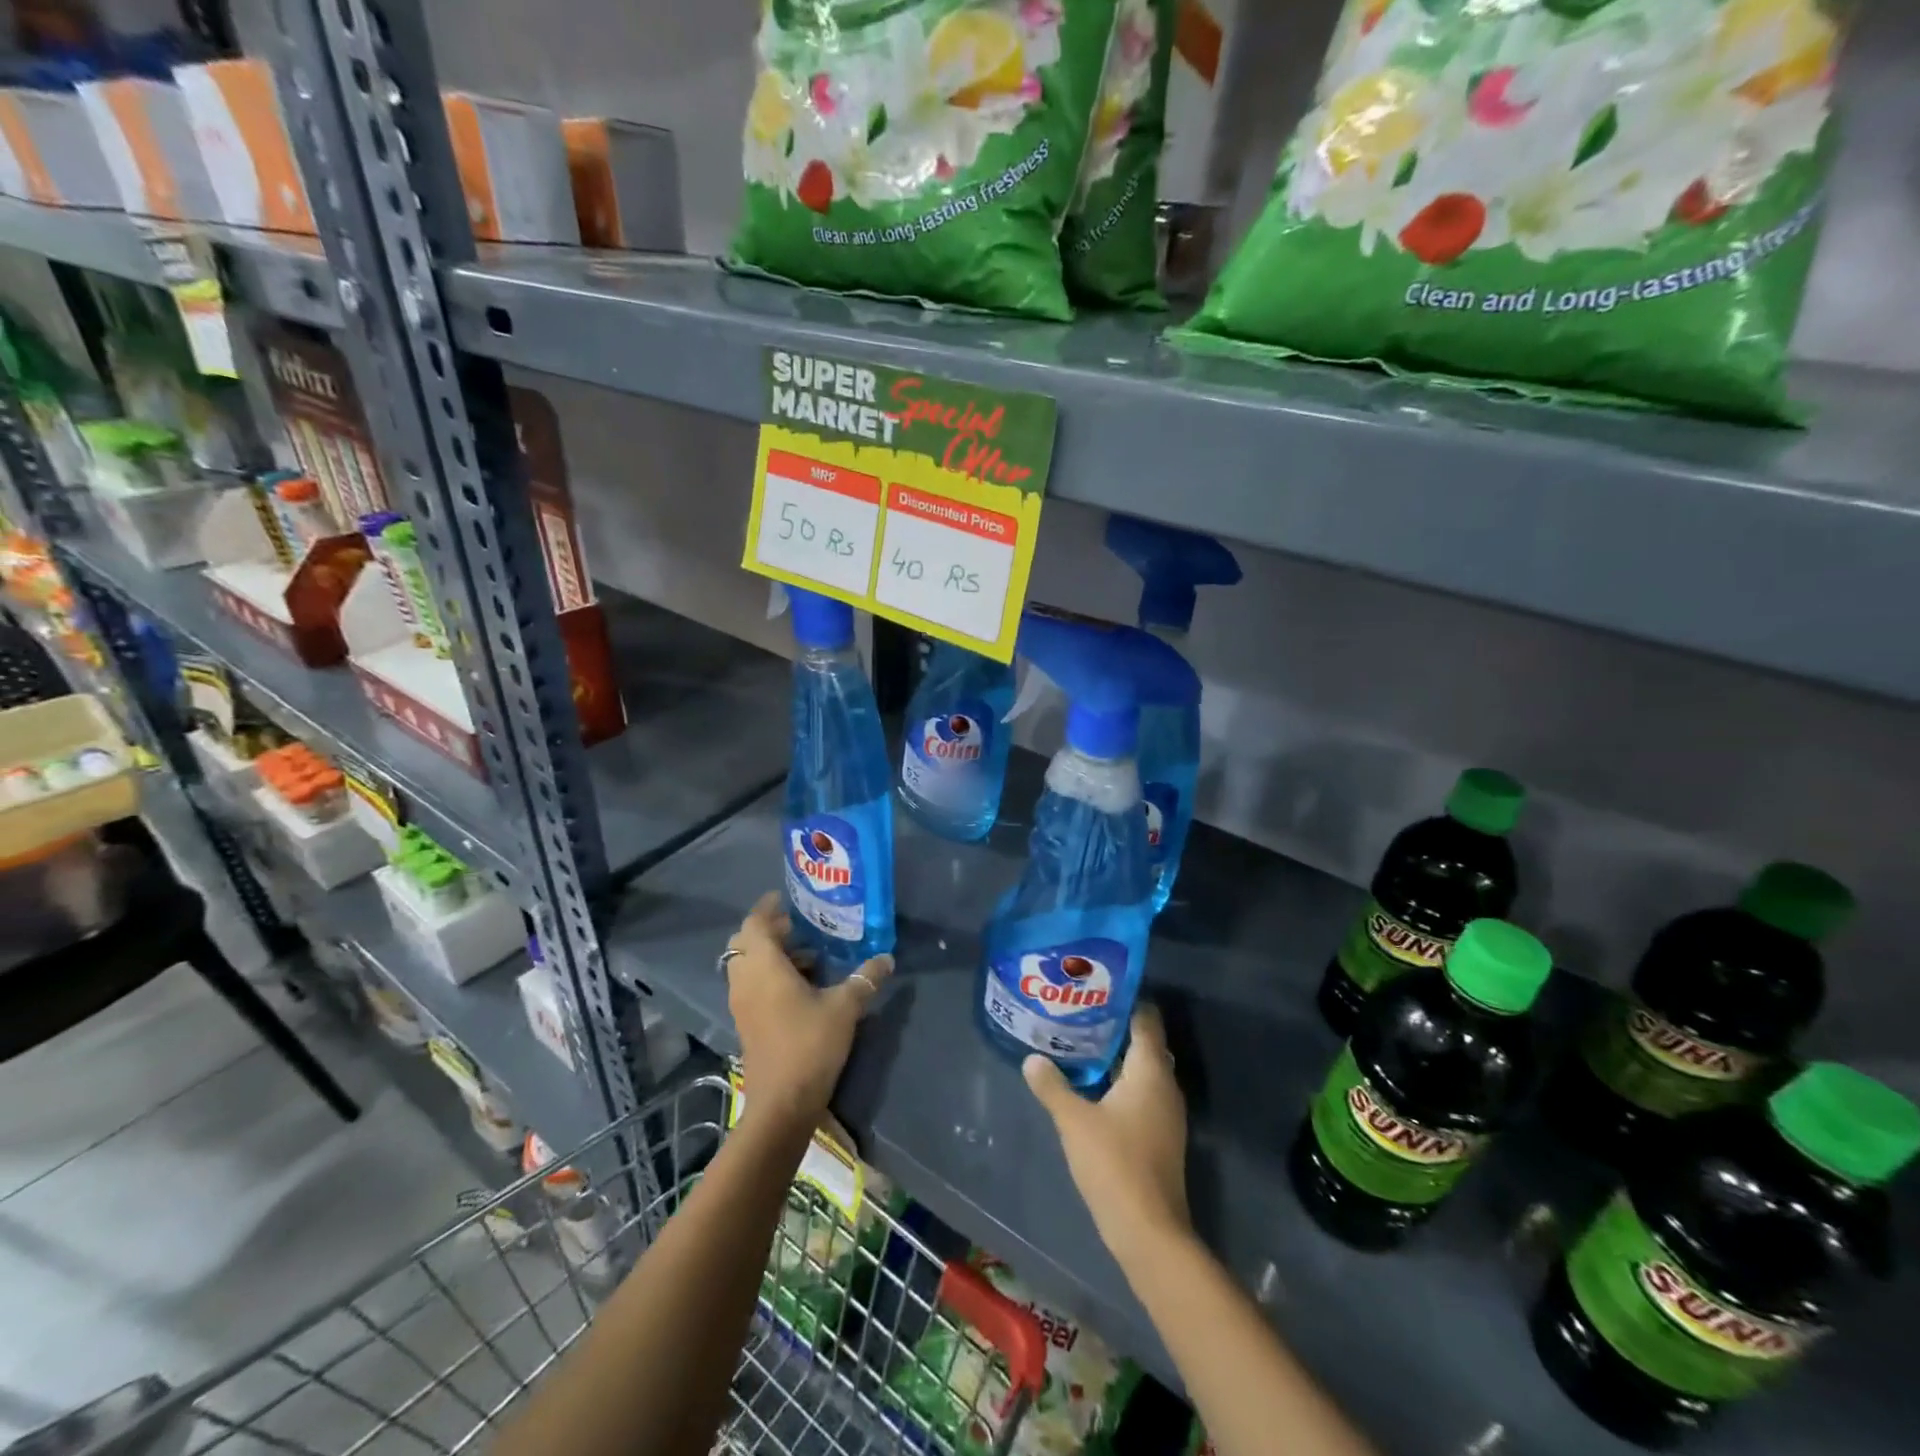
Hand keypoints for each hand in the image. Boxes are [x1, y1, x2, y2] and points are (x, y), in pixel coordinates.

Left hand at [726, 892, 892, 1131]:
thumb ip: (866, 978)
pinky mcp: (746, 1022)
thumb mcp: (845, 1007)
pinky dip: (769, 975)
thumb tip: (887, 958)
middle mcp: (745, 979)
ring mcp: (742, 1003)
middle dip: (769, 931)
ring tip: (809, 955)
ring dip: (770, 955)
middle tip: (799, 926)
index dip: (767, 908)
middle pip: (745, 942)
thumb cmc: (809, 1044)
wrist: (782, 1103)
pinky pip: (751, 985)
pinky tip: (801, 985)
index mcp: (763, 966)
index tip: (786, 897)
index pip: (754, 924)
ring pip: (747, 965)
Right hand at [1025, 1006, 1191, 1267]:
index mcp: (1150, 1069)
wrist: (1149, 1231)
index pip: (1145, 1018)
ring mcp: (1165, 1111)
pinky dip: (1119, 1082)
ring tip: (1078, 1042)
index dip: (1124, 999)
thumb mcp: (1074, 1121)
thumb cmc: (1115, 1163)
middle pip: (1143, 1042)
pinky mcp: (1160, 1134)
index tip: (1095, 987)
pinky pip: (1141, 1092)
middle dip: (1114, 1026)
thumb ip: (1052, 1085)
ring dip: (1115, 1056)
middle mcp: (1165, 1083)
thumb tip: (1031, 1058)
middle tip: (1079, 1012)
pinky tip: (1091, 1086)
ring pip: (1141, 1069)